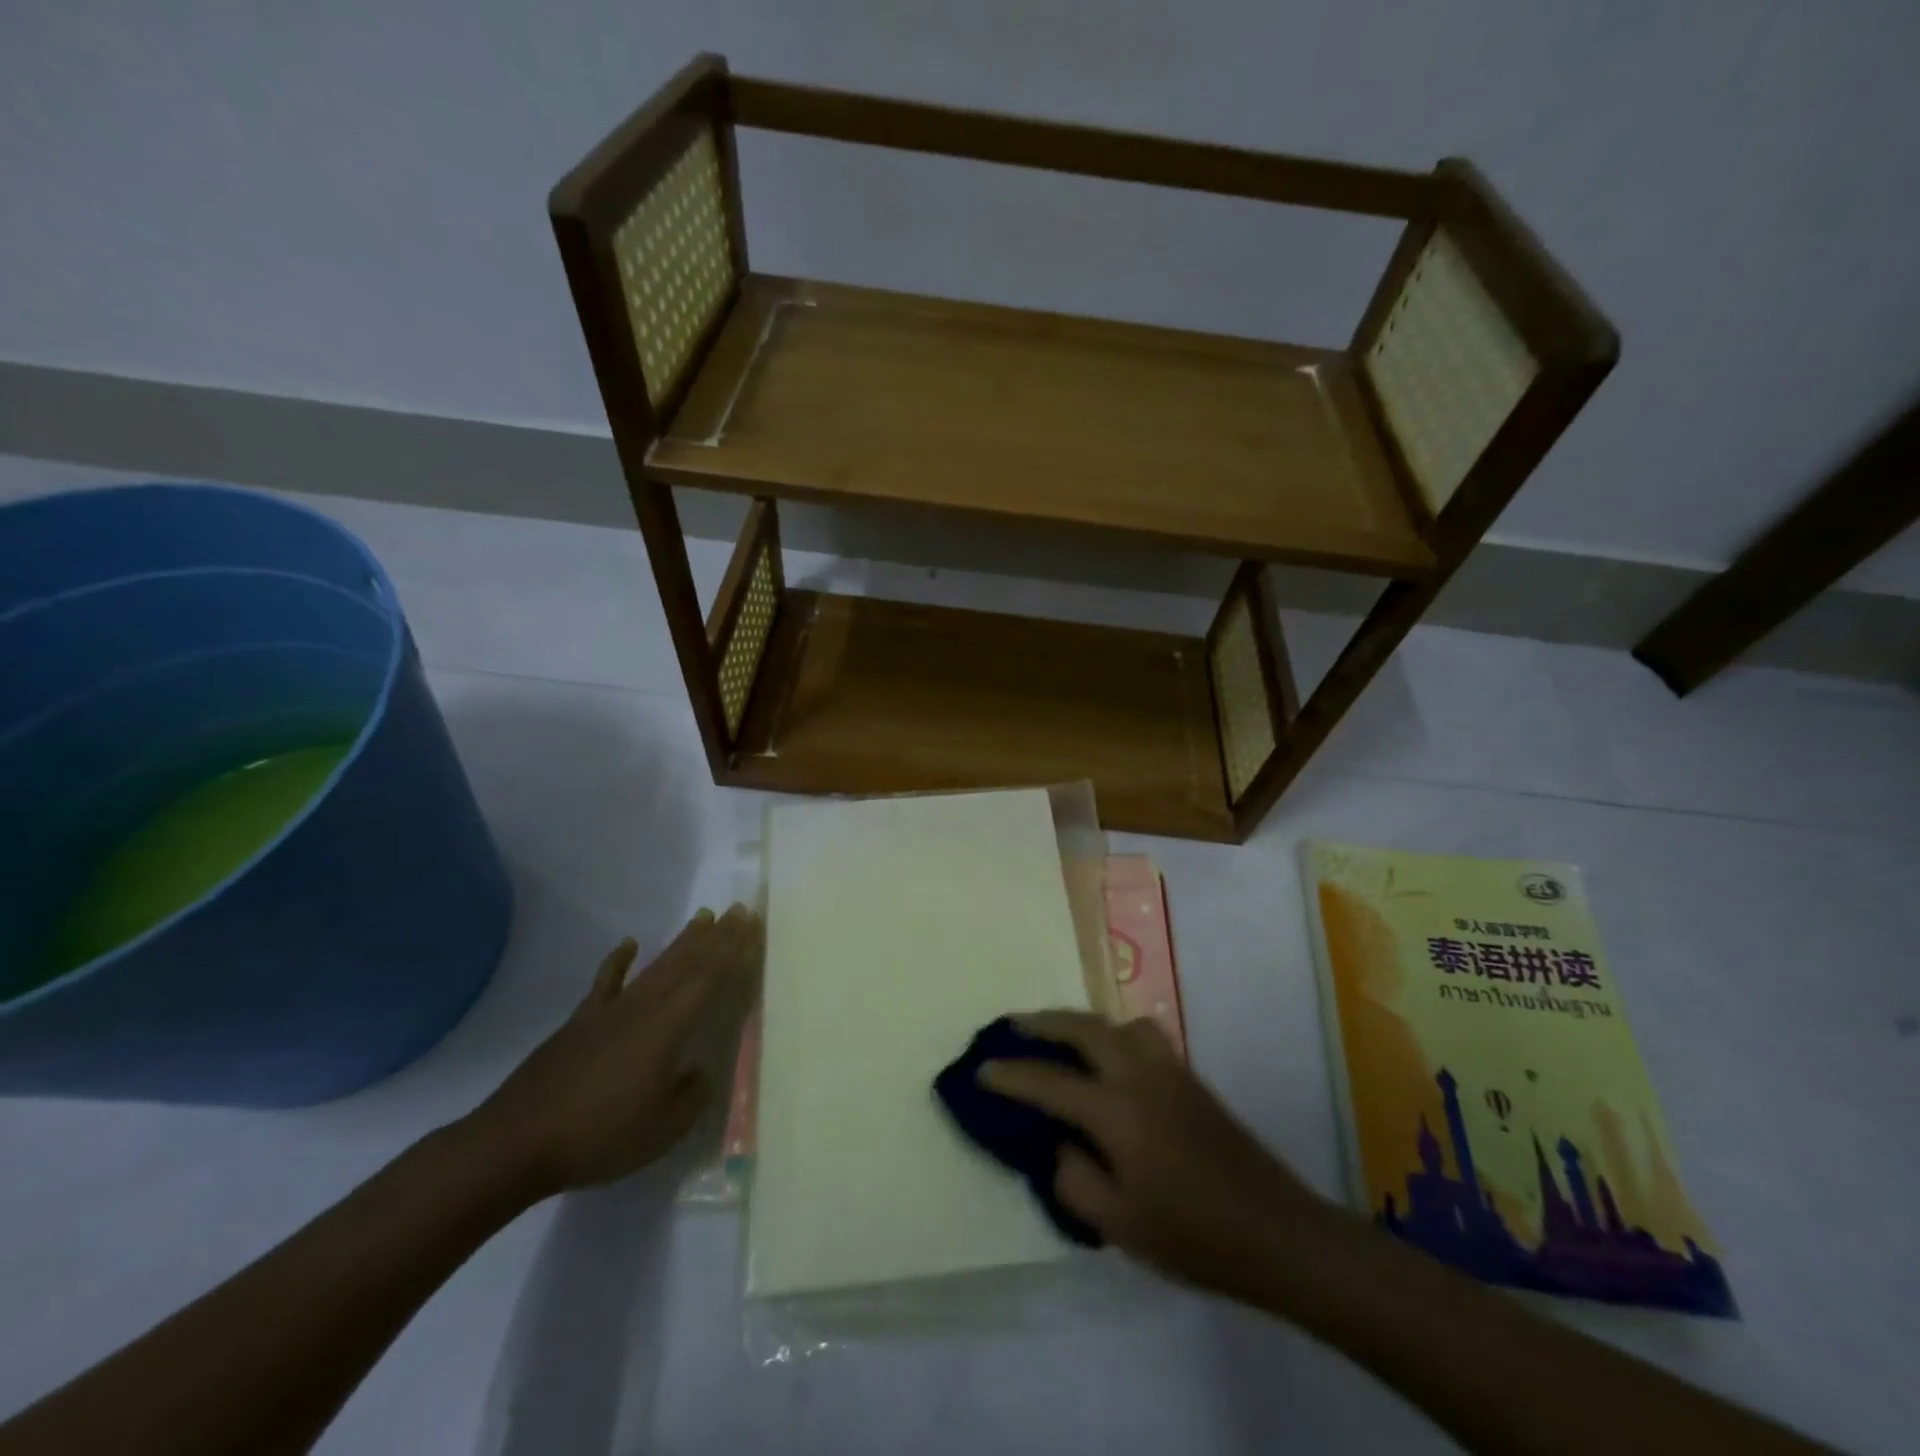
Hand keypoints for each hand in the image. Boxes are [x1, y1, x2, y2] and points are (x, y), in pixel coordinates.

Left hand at [470, 905, 762, 1198]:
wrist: (516, 1143)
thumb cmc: (599, 1136)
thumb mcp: (663, 1129)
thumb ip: (690, 1096)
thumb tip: (700, 1070)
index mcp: (667, 1027)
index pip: (709, 980)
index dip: (733, 952)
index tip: (751, 927)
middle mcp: (642, 1008)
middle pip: (686, 964)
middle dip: (716, 937)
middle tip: (738, 911)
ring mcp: (609, 1012)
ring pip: (655, 967)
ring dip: (682, 942)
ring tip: (703, 917)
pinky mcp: (580, 1023)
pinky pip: (605, 983)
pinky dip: (619, 961)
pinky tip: (629, 944)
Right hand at [982, 1011, 1335, 1301]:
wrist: (1277, 1232)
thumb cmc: (1193, 1235)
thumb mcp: (1120, 1224)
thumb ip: (1076, 1179)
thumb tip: (1062, 1146)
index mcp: (1117, 1110)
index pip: (1050, 1082)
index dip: (1011, 1075)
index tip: (981, 1069)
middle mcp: (1140, 1075)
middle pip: (1084, 1028)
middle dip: (1044, 1022)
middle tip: (1013, 1025)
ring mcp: (1169, 1070)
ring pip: (1117, 1023)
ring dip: (1082, 1021)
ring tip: (1062, 1036)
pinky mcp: (1190, 1078)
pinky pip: (1141, 1035)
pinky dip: (1113, 1032)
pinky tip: (1110, 1059)